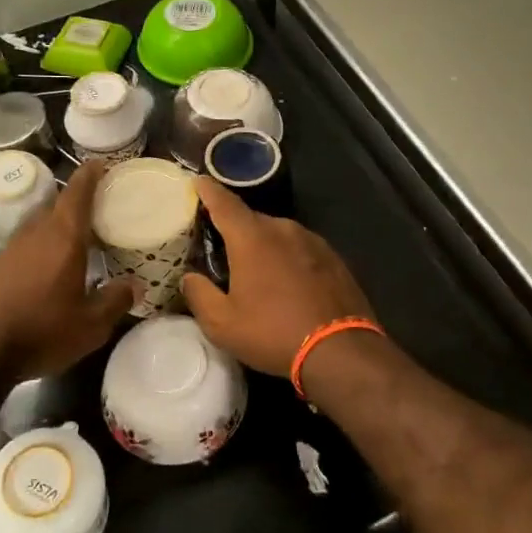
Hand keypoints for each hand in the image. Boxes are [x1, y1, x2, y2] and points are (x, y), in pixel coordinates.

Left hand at [0, 160, 135, 381]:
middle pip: (57, 206)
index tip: (100, 164)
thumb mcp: (90, 325)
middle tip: (98, 209)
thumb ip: (115, 301)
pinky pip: (26, 246)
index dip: (90, 175)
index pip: (78, 192)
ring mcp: (10, 249)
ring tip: (77, 239)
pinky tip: (49, 269)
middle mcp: (35, 234)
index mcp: (63, 237)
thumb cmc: (41, 330)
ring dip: (58, 226)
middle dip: (77, 203)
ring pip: (40, 226)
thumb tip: (134, 286)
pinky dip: (42, 247)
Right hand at [181, 179, 372, 377]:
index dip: (207, 190)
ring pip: (279, 235)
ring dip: (264, 247)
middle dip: (235, 230)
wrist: (341, 351)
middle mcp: (283, 229)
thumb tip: (190, 277)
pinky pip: (301, 250)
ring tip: (257, 272)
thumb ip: (199, 294)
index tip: (197, 181)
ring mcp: (313, 241)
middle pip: (251, 220)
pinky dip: (288, 259)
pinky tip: (288, 284)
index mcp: (252, 237)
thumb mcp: (222, 324)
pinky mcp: (334, 259)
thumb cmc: (273, 333)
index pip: (223, 203)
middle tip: (222, 249)